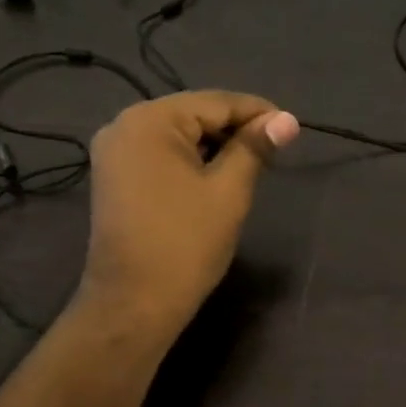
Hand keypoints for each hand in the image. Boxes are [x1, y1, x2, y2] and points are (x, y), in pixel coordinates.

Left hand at [78, 91, 298, 345]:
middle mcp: (124, 125)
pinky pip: (160, 155)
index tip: (291, 128)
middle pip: (194, 114)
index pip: (216, 103)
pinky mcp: (113, 177)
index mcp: (151, 120)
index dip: (258, 113)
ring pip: (177, 135)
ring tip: (251, 164)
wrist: (133, 303)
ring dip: (214, 146)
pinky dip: (190, 160)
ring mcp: (114, 152)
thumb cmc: (186, 243)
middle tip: (274, 150)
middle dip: (235, 129)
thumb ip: (255, 148)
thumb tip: (288, 120)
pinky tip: (215, 176)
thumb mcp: (229, 190)